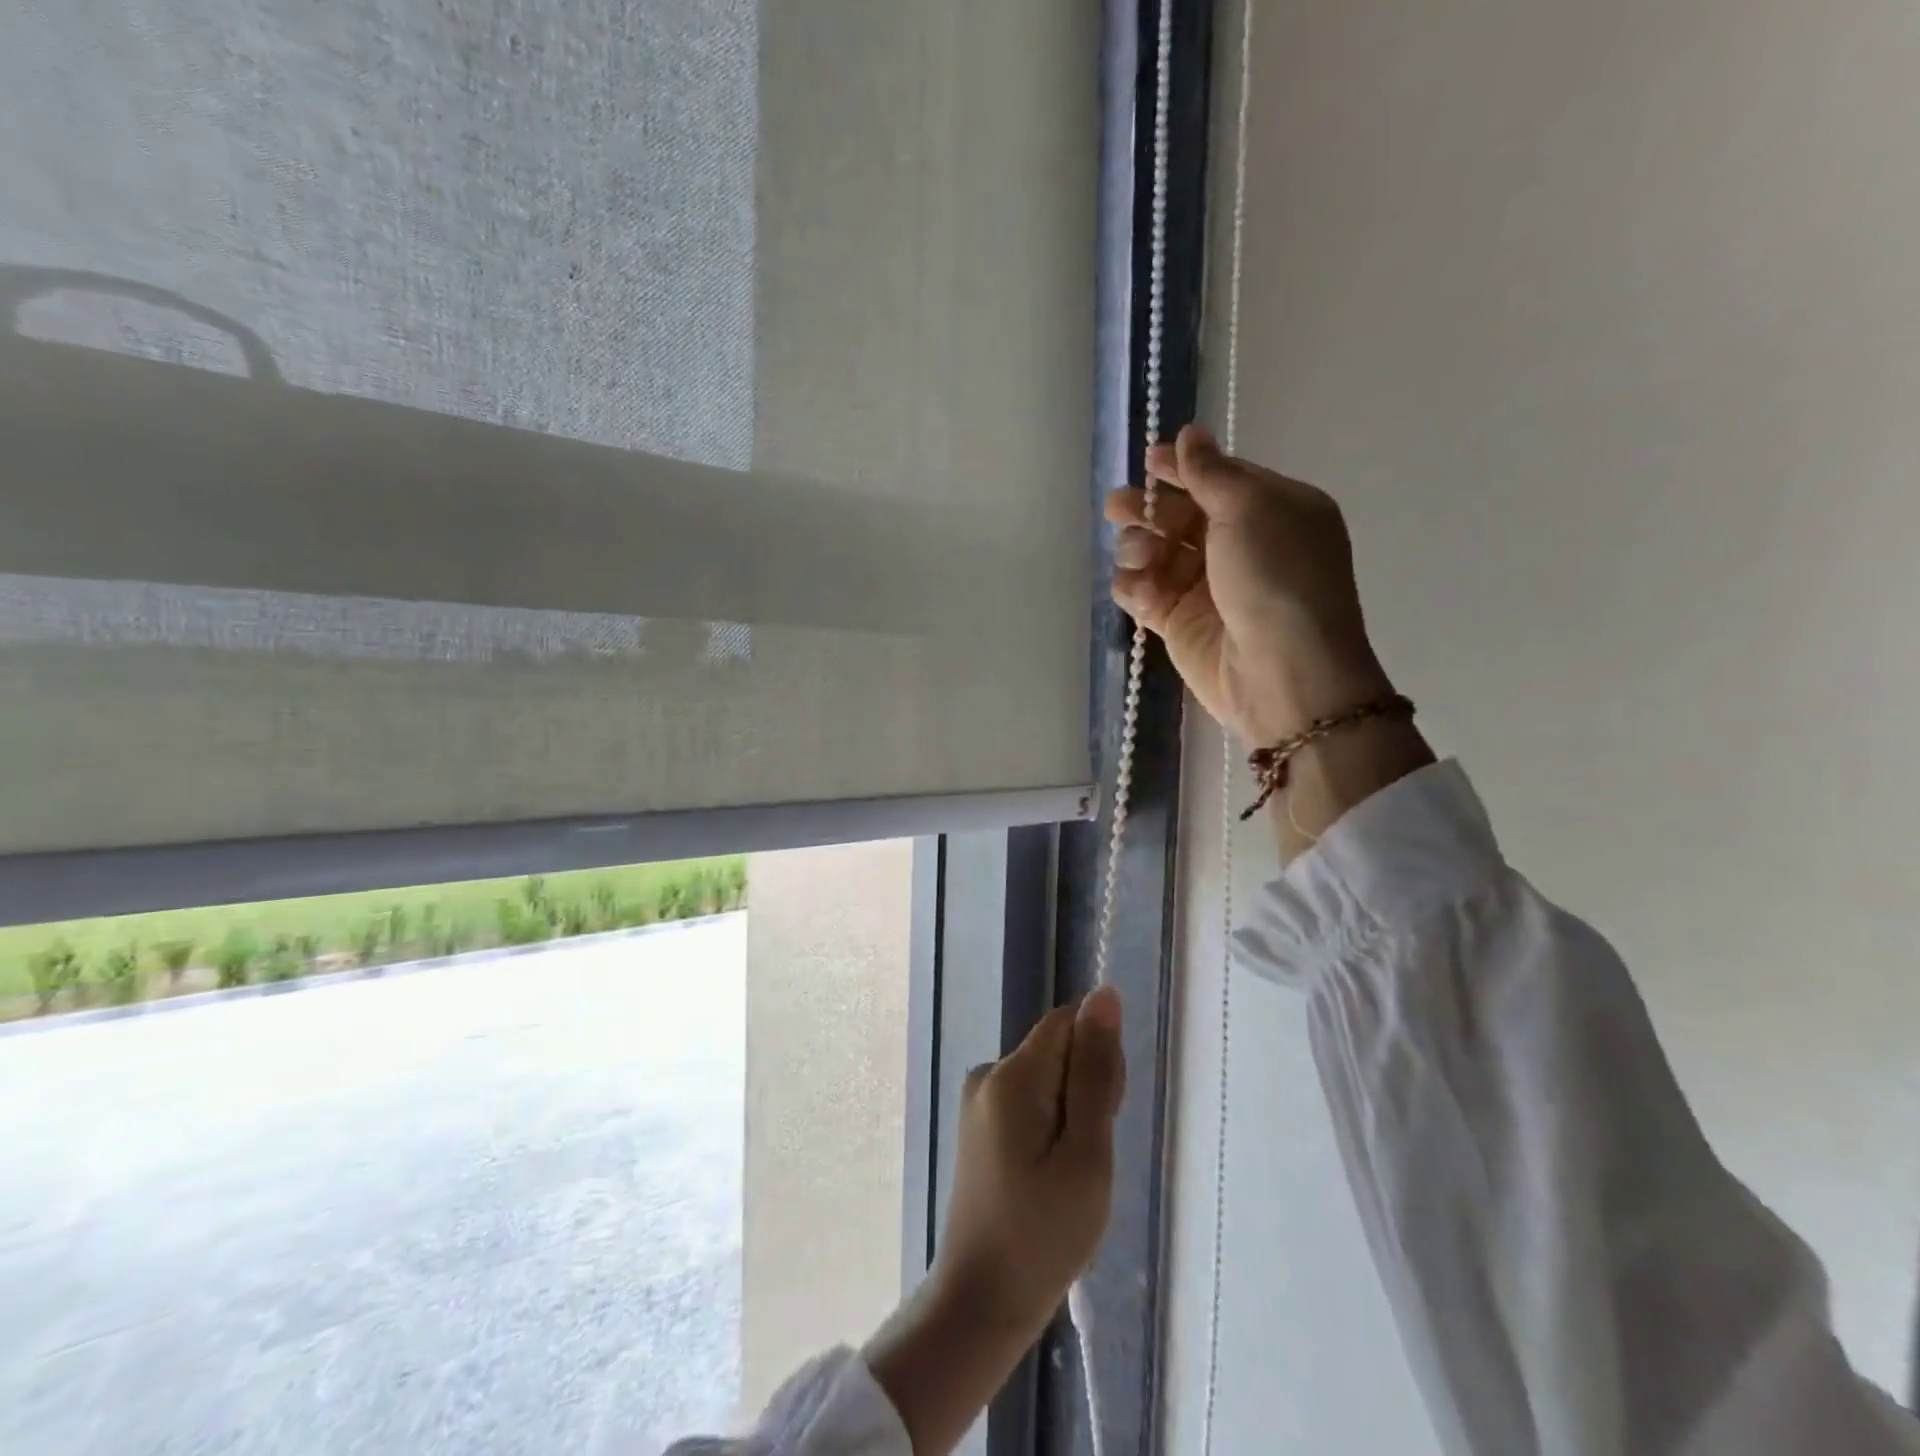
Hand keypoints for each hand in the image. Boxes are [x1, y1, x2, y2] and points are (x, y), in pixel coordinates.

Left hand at [933, 984, 1125, 1332]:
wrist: (982, 1301)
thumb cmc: (1044, 1234)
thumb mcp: (1086, 1154)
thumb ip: (1096, 1071)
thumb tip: (1105, 995)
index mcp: (1011, 1075)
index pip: (1068, 1023)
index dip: (1098, 1059)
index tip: (1104, 1115)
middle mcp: (989, 1073)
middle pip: (1058, 1048)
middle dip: (1087, 1089)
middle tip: (1088, 1157)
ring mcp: (980, 1099)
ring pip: (1049, 1076)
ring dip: (1073, 1112)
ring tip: (1070, 1174)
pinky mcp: (981, 1123)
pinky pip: (1031, 1099)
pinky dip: (1053, 1126)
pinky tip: (1051, 1173)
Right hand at [1106, 424, 1393, 744]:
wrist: (1280, 672)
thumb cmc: (1275, 577)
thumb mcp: (1251, 508)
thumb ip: (1211, 472)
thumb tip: (1189, 434)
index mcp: (1270, 510)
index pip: (1217, 480)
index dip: (1182, 469)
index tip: (1148, 462)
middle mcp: (1238, 546)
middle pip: (1178, 516)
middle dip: (1147, 509)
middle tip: (1119, 508)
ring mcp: (1205, 587)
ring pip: (1155, 553)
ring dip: (1138, 549)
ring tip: (1141, 558)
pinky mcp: (1179, 623)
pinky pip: (1144, 593)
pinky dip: (1135, 589)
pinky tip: (1141, 592)